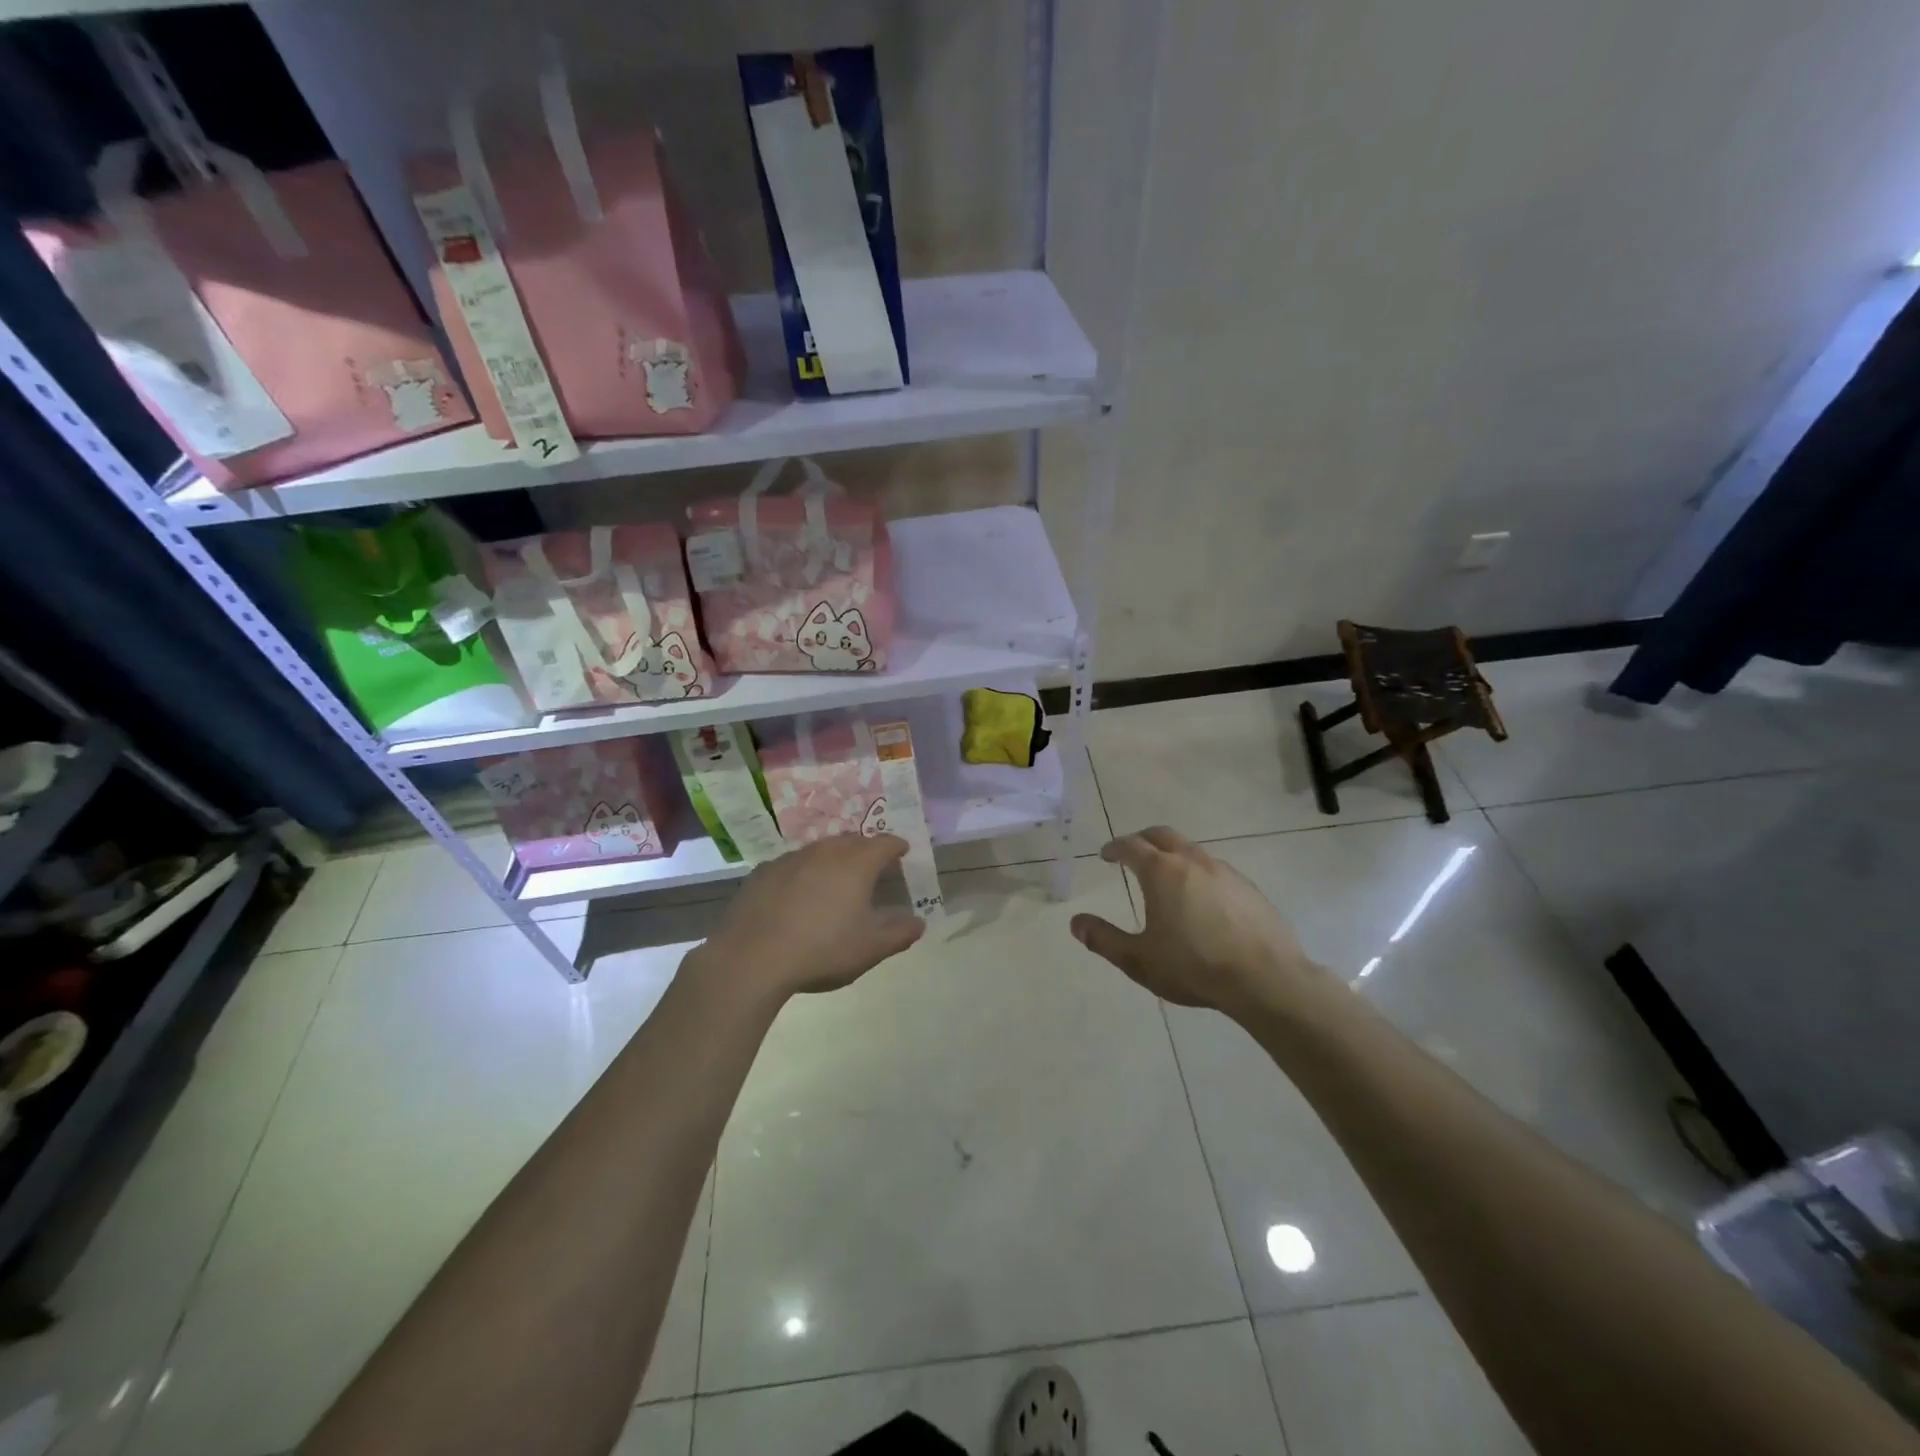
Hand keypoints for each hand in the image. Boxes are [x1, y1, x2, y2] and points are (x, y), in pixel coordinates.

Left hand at [697, 834, 925, 1000]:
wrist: (751, 958)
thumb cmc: (822, 950)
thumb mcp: (870, 948)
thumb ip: (899, 933)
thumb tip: (918, 923)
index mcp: (856, 863)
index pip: (884, 843)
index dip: (896, 847)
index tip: (902, 852)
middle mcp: (825, 851)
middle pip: (852, 841)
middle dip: (865, 849)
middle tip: (872, 865)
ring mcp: (790, 859)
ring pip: (820, 850)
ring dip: (833, 859)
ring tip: (836, 879)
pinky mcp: (763, 872)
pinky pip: (792, 865)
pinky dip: (803, 873)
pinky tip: (798, 894)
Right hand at [1070, 827, 1334, 1020]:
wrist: (1266, 979)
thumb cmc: (1194, 967)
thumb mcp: (1139, 960)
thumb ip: (1104, 939)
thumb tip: (1076, 923)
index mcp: (1161, 872)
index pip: (1131, 846)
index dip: (1115, 848)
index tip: (1106, 855)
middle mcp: (1192, 862)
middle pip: (1162, 836)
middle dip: (1143, 840)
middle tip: (1133, 853)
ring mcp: (1225, 872)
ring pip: (1192, 850)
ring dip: (1173, 855)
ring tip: (1167, 877)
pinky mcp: (1249, 888)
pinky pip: (1216, 870)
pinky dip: (1199, 873)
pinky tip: (1202, 900)